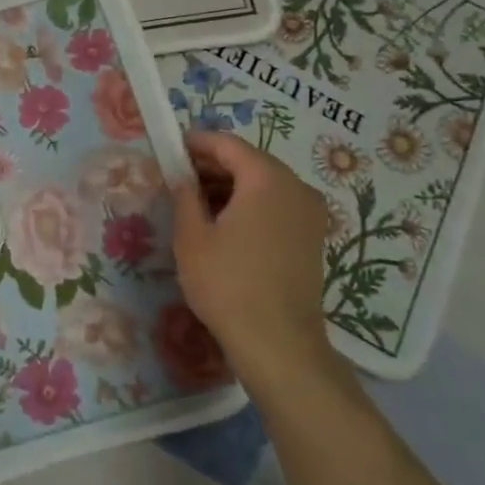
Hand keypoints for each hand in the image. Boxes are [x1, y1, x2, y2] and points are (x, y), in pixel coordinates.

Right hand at [171, 131, 338, 399]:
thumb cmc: (227, 283)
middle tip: (178, 177)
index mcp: (267, 179)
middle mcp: (296, 187)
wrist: (278, 342)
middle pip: (250, 161)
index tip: (171, 149)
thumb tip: (182, 176)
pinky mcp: (313, 237)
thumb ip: (185, 195)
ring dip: (231, 185)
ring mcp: (310, 213)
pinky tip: (225, 224)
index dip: (197, 143)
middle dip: (213, 164)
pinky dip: (250, 204)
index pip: (228, 144)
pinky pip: (277, 204)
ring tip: (196, 202)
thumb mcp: (191, 236)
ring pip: (264, 183)